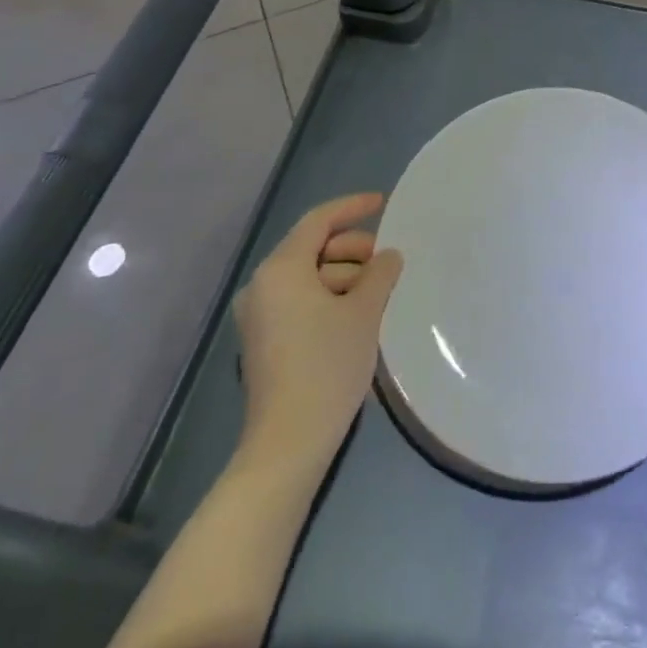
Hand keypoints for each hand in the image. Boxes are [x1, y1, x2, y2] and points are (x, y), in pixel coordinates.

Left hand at [233, 193, 402, 462]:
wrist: (288, 444)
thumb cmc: (327, 367)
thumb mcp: (364, 312)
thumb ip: (380, 273)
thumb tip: (387, 256)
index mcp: (281, 269)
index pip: (318, 221)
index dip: (352, 207)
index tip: (382, 203)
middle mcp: (262, 285)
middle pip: (311, 247)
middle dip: (352, 248)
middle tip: (387, 261)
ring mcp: (259, 315)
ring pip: (307, 276)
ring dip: (343, 275)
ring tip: (378, 291)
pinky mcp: (263, 341)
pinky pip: (299, 300)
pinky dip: (328, 297)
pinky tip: (357, 314)